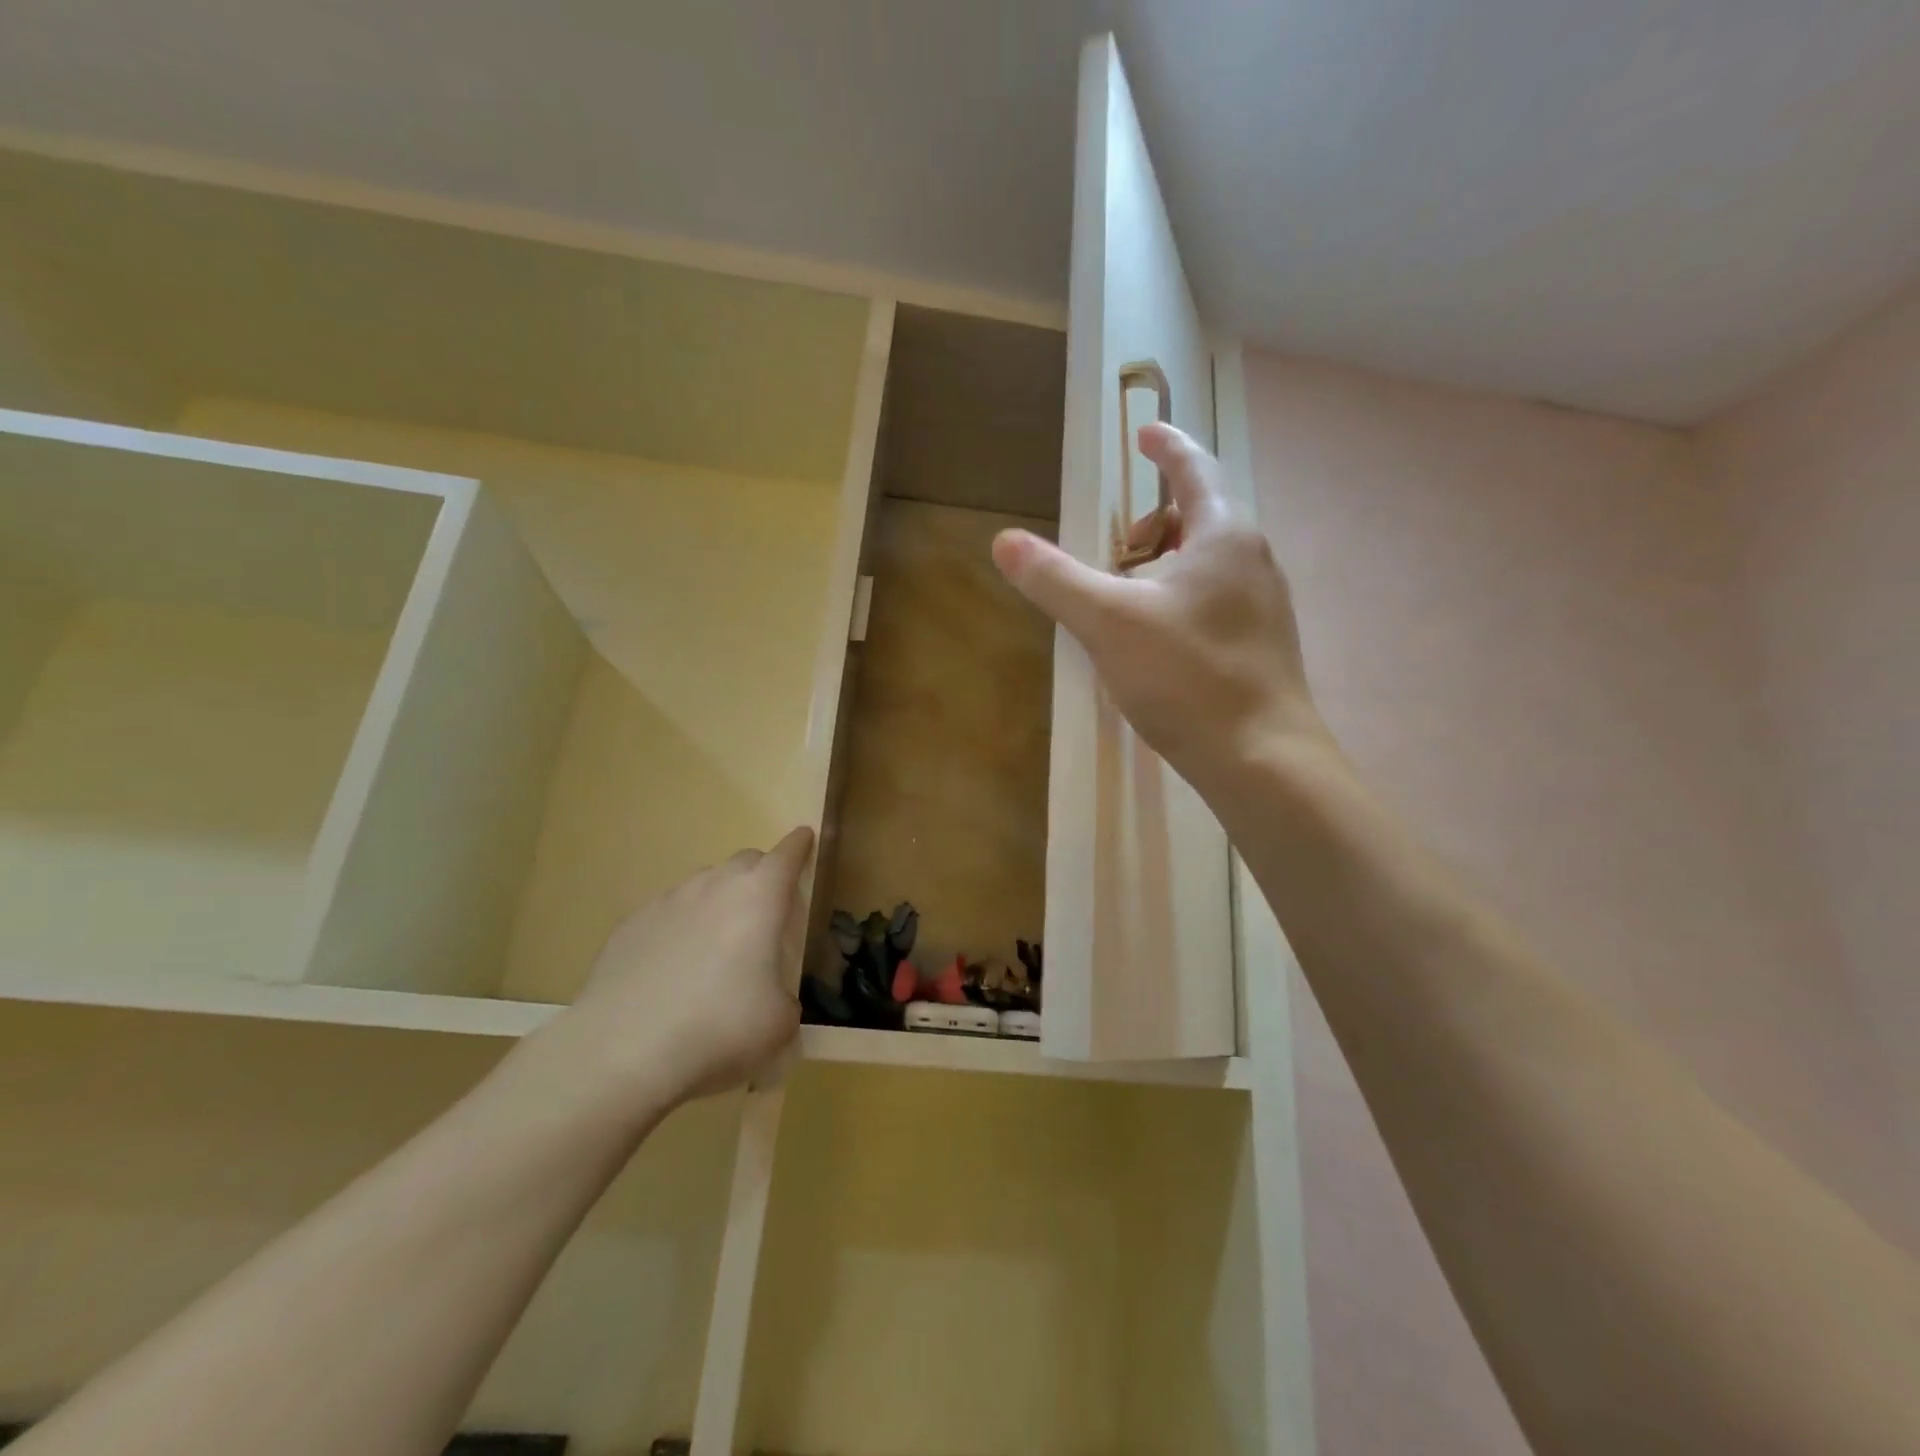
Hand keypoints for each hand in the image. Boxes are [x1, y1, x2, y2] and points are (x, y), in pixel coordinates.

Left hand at [559, 827, 812, 1106]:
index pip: (787, 854)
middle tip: (766, 910)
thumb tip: (772, 999)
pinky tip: (672, 967)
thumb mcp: (779, 1022)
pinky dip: (679, 927)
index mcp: (759, 897)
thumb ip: (785, 998)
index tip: (805, 839)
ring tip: (717, 944)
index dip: (799, 846)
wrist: (623, 1050)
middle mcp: (714, 885)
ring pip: (703, 884)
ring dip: (718, 900)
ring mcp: (667, 901)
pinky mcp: (629, 925)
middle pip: (744, 861)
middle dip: (760, 875)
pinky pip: (666, 913)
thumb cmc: (719, 1027)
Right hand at [992, 422, 1331, 797]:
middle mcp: (1253, 561)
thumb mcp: (1107, 622)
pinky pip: (1216, 600)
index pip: (1194, 470)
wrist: (1260, 758)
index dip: (1166, 446)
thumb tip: (1004, 540)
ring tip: (1129, 601)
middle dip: (1154, 523)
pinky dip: (1180, 600)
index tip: (1144, 433)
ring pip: (1208, 564)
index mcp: (1224, 536)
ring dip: (1166, 565)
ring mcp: (1264, 606)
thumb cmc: (1186, 677)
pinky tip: (1158, 643)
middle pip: (1200, 517)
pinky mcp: (1262, 646)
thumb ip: (1055, 579)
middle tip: (1117, 551)